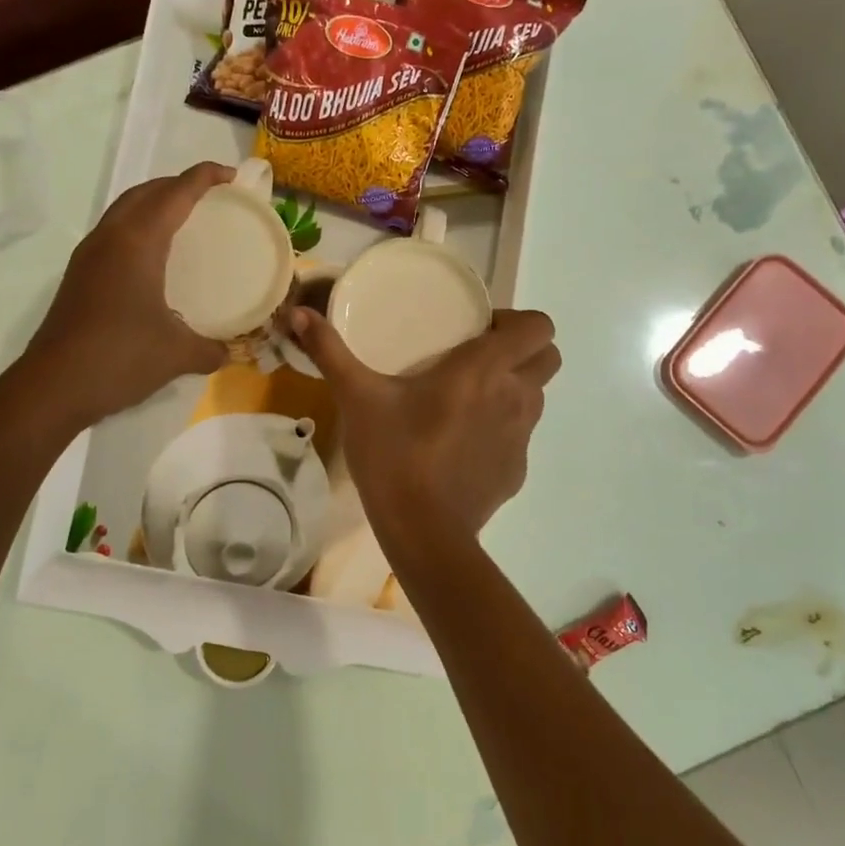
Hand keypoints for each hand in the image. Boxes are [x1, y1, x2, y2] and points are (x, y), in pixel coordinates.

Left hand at [22, 163, 233, 427]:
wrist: (53, 386)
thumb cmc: (120, 358)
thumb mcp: (178, 354)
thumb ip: (211, 349)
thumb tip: (229, 352)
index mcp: (137, 243)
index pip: (175, 194)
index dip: (204, 178)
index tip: (231, 175)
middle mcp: (110, 238)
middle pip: (145, 192)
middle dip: (178, 184)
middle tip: (210, 195)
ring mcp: (88, 256)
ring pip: (124, 210)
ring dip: (154, 203)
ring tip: (183, 218)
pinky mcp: (79, 276)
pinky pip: (113, 232)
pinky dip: (138, 227)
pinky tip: (153, 257)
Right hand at [288, 307, 560, 542]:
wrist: (421, 532)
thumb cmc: (394, 454)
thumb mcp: (357, 398)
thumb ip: (330, 352)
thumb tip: (297, 313)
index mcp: (485, 369)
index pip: (538, 327)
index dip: (516, 322)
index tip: (479, 330)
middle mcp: (516, 397)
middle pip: (547, 359)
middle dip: (522, 352)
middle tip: (477, 359)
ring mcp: (521, 438)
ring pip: (536, 398)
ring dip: (512, 389)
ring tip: (468, 400)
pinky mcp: (517, 472)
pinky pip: (518, 438)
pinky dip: (500, 432)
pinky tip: (462, 445)